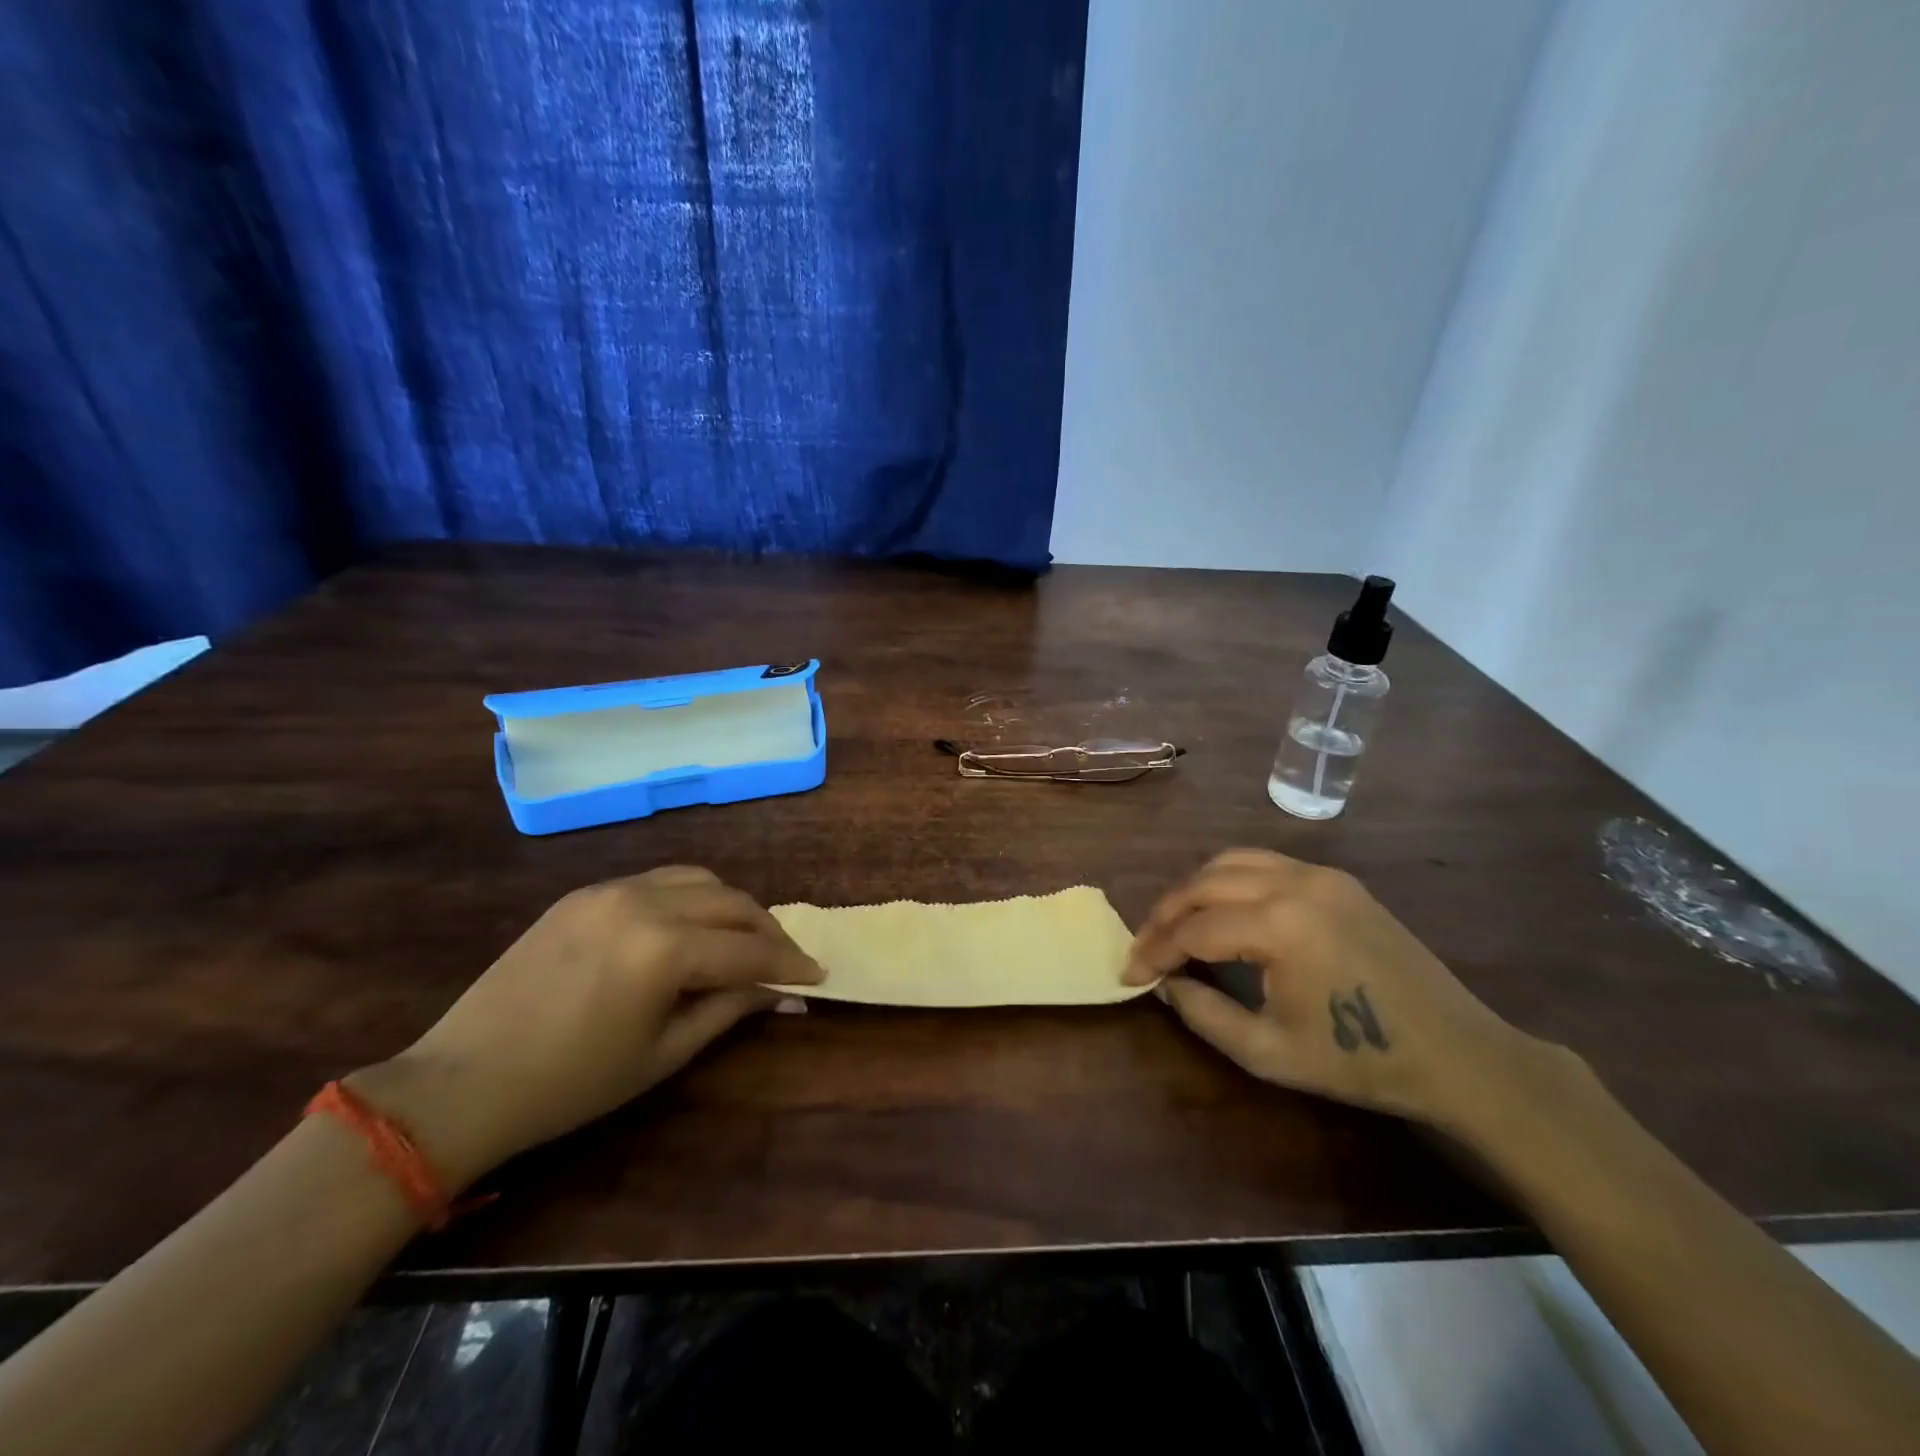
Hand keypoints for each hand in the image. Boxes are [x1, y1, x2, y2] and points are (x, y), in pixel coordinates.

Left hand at [350, 867, 819, 1186]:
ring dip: (731, 905)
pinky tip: (689, 928)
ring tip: (742, 938)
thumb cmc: (571, 1085)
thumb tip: (780, 994)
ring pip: (698, 879)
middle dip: (767, 929)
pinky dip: (689, 898)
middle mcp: (644, 901)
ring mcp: (610, 889)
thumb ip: (728, 1010)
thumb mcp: (662, 1054)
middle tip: (784, 960)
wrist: (461, 1083)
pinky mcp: (583, 892)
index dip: (789, 963)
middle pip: (732, 901)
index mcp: (664, 948)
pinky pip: (656, 880)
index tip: (817, 975)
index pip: (749, 948)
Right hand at [1125, 849, 1555, 1130]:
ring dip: (1194, 889)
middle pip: (1204, 884)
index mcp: (1280, 925)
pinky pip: (1266, 863)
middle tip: (1144, 948)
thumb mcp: (1268, 1052)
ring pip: (1231, 862)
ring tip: (1175, 924)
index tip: (1128, 975)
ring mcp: (1320, 874)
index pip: (1193, 929)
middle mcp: (1294, 883)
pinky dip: (1230, 879)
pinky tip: (1223, 908)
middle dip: (1164, 915)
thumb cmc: (1360, 1061)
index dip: (1154, 951)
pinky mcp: (1338, 879)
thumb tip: (1166, 983)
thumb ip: (1204, 1013)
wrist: (1459, 1054)